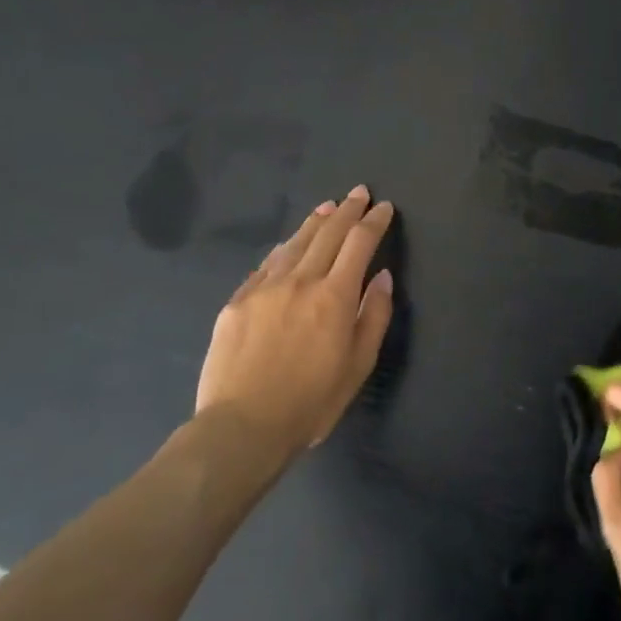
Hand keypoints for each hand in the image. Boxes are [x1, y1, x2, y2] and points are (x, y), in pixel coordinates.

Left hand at [196, 187, 395, 452]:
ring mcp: (264, 289)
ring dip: (315, 222)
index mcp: (335, 296)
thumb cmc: (311, 402)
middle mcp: (300, 281)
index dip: (374, 222)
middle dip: (347, 211)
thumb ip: (374, 316)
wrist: (242, 426)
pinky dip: (283, 249)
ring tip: (326, 207)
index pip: (359, 244)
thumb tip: (382, 277)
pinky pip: (265, 265)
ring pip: (294, 243)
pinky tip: (288, 245)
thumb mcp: (358, 365)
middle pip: (327, 234)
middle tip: (358, 193)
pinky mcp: (237, 302)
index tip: (384, 208)